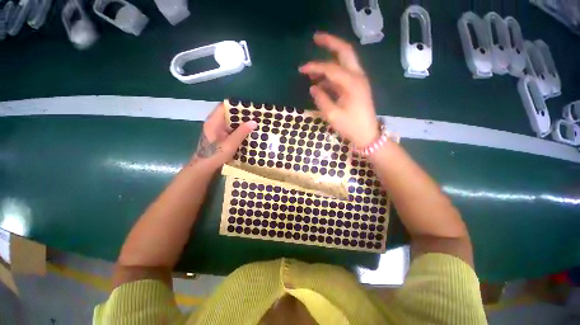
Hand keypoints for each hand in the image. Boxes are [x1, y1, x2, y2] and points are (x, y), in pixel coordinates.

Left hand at [191, 103, 256, 169]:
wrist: (204, 168)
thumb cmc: (215, 154)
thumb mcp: (230, 144)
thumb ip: (242, 132)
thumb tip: (254, 122)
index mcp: (214, 121)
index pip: (225, 106)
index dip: (237, 105)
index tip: (249, 107)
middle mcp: (215, 123)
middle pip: (229, 114)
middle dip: (242, 114)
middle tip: (255, 115)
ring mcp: (217, 130)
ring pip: (231, 122)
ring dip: (241, 123)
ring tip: (254, 123)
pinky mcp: (220, 136)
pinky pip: (231, 129)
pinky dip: (239, 130)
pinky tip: (248, 132)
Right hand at [299, 32, 379, 146]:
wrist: (367, 135)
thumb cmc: (351, 127)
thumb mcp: (333, 115)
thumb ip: (321, 99)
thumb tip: (313, 87)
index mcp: (352, 83)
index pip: (330, 68)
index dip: (314, 67)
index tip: (301, 69)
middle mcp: (357, 77)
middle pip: (345, 51)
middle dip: (330, 43)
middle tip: (316, 38)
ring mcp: (359, 81)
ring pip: (345, 62)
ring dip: (329, 61)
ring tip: (312, 69)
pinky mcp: (357, 87)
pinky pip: (343, 74)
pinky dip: (332, 74)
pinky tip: (321, 82)